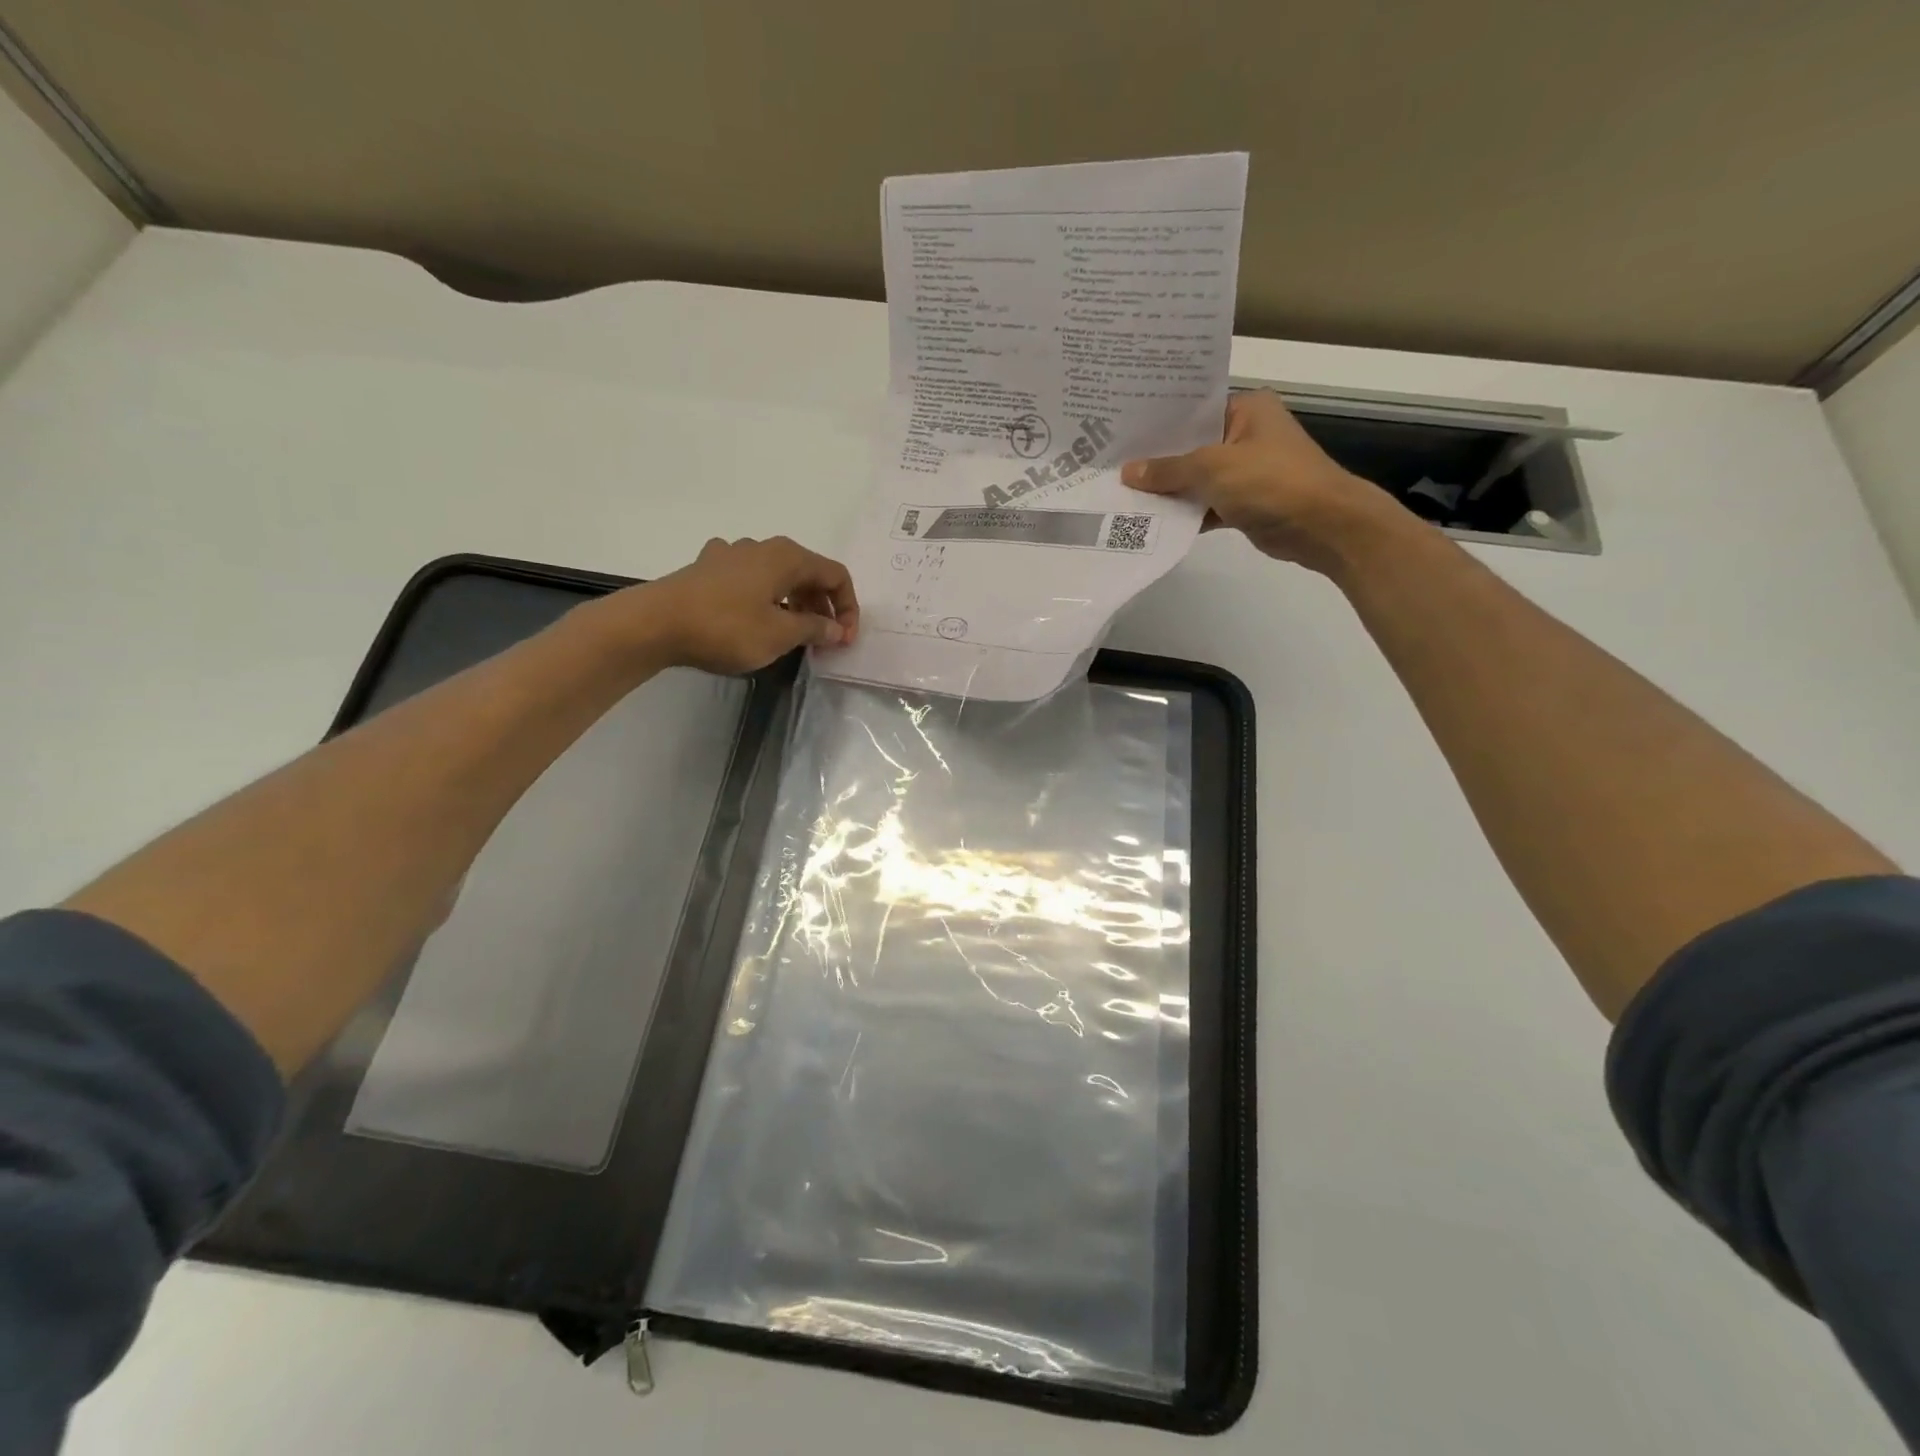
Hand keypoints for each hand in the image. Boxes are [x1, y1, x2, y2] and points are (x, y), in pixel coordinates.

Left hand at [630, 536, 859, 673]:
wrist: (654, 623)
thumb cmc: (726, 628)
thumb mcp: (779, 635)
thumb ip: (814, 629)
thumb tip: (836, 629)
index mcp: (787, 557)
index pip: (836, 575)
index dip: (848, 608)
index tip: (844, 640)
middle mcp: (762, 547)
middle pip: (808, 573)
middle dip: (823, 607)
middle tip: (823, 641)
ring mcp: (732, 555)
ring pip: (779, 576)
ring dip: (795, 604)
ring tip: (793, 635)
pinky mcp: (708, 569)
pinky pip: (751, 580)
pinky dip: (765, 599)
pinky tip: (755, 618)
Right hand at [1121, 391, 1408, 574]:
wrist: (1322, 526)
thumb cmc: (1271, 482)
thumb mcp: (1213, 468)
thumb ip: (1169, 470)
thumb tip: (1128, 472)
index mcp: (1246, 409)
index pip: (1193, 410)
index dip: (1157, 423)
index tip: (1120, 433)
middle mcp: (1245, 434)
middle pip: (1191, 446)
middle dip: (1156, 461)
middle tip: (1111, 465)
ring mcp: (1245, 471)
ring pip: (1196, 478)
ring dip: (1168, 491)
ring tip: (1122, 494)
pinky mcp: (1244, 503)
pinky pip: (1205, 504)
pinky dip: (1185, 513)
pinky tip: (1152, 521)